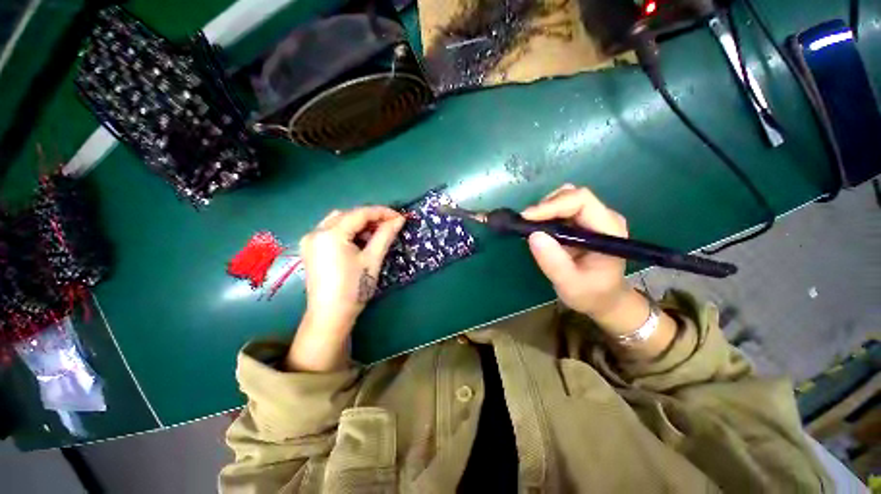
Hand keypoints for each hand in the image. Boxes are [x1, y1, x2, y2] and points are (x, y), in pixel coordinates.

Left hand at [287, 206, 404, 370]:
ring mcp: (310, 241)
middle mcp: (316, 232)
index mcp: (330, 234)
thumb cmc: (354, 288)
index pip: (360, 214)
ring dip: (359, 225)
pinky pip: (331, 232)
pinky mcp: (311, 250)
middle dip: (370, 218)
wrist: (330, 316)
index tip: (400, 217)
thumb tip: (399, 220)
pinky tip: (360, 242)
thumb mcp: (372, 259)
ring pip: (339, 222)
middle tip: (389, 226)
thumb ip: (385, 235)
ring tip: (376, 235)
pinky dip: (348, 232)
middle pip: (348, 215)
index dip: (382, 212)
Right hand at [521, 184, 629, 317]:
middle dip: (545, 206)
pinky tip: (539, 229)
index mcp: (608, 230)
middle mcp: (604, 217)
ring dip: (544, 209)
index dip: (552, 205)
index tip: (527, 218)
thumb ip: (553, 262)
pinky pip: (562, 208)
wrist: (603, 299)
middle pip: (572, 195)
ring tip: (531, 227)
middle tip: (526, 223)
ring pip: (565, 198)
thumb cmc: (590, 294)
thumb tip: (533, 235)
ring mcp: (594, 218)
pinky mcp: (583, 222)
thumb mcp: (570, 284)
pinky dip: (546, 215)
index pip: (581, 201)